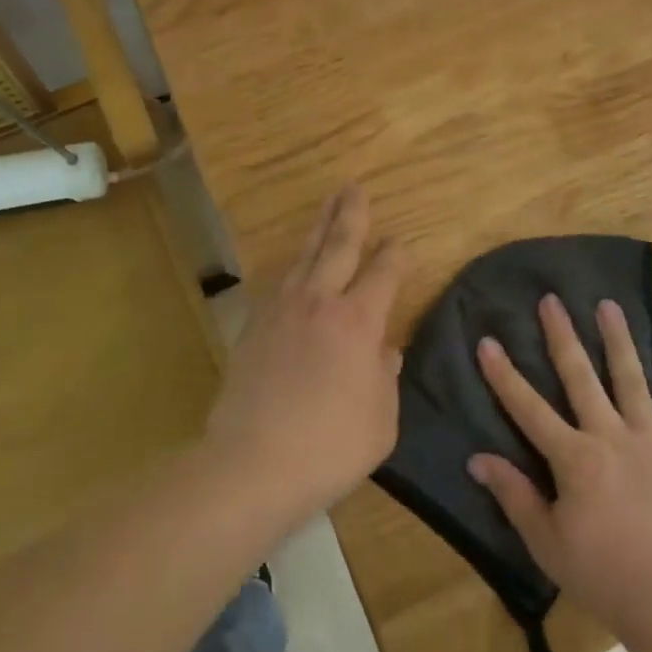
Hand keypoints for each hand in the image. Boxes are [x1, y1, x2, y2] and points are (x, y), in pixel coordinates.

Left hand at [204, 185, 403, 515]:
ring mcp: (282, 311)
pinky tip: (295, 264)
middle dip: (350, 214)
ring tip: (327, 206)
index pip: (383, 273)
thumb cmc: (330, 445)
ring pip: (304, 256)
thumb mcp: (381, 420)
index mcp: (359, 321)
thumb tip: (385, 352)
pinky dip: (293, 265)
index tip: (399, 243)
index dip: (394, 254)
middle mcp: (321, 302)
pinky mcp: (254, 327)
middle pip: (338, 245)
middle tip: (354, 187)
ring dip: (319, 228)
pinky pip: (279, 283)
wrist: (252, 464)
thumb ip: (385, 378)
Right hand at [468, 295, 651, 642]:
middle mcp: (610, 436)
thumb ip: (514, 496)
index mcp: (574, 458)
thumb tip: (477, 459)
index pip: (528, 408)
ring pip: (631, 379)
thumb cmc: (605, 577)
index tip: (488, 340)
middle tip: (552, 299)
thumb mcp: (548, 544)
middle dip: (562, 336)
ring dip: (618, 340)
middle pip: (581, 377)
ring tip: (608, 305)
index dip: (504, 375)